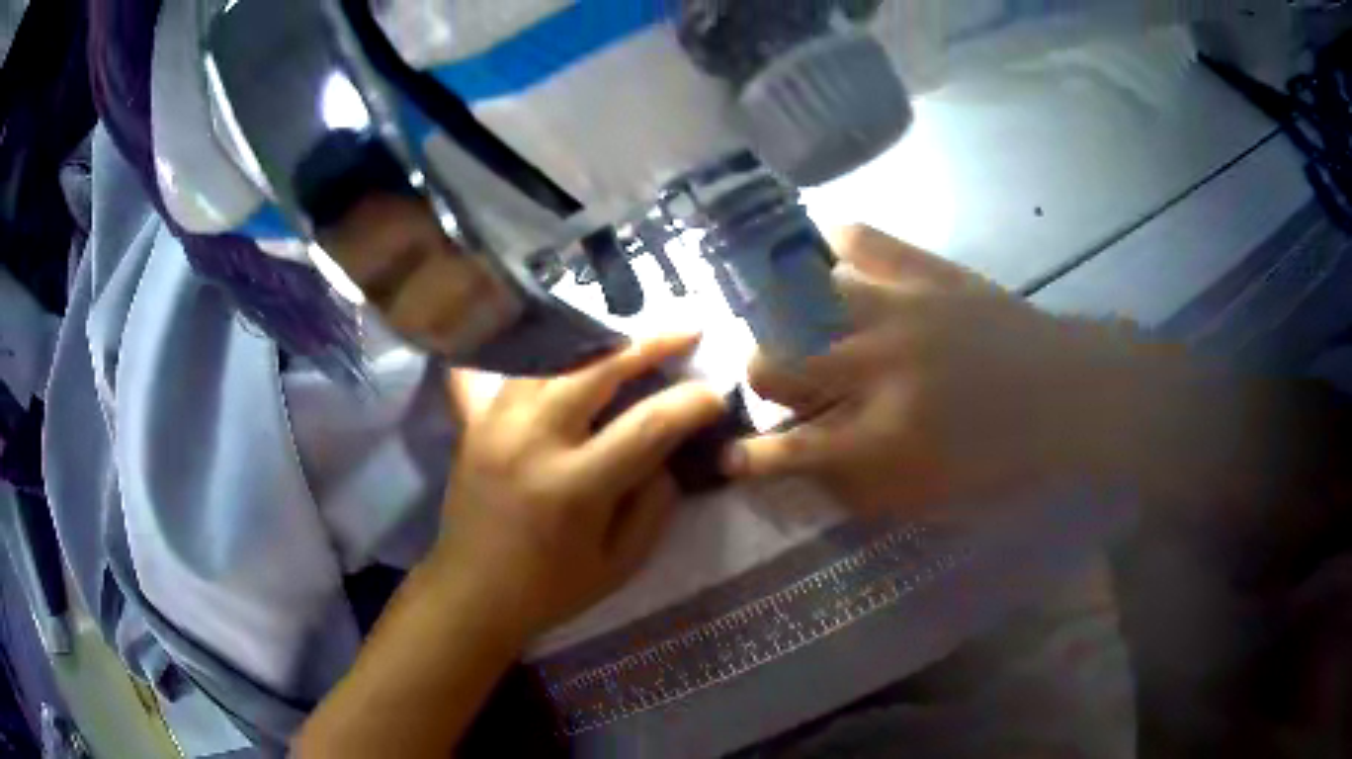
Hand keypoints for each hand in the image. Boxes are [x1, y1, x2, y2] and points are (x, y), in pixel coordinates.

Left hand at [433, 334, 725, 641]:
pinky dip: (533, 352)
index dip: (692, 403)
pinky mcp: (471, 421)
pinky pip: (502, 369)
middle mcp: (532, 441)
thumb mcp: (621, 563)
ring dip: (598, 343)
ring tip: (630, 338)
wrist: (472, 594)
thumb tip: (666, 451)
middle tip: (686, 332)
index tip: (715, 396)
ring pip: (551, 357)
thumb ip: (654, 504)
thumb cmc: (551, 590)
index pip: (648, 424)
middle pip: (597, 370)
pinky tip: (554, 343)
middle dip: (650, 345)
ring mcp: (495, 424)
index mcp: (574, 486)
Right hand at [723, 225, 1161, 518]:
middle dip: (759, 377)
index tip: (729, 455)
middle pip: (778, 360)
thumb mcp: (930, 497)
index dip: (750, 457)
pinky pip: (861, 237)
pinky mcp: (926, 269)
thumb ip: (858, 488)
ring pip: (803, 297)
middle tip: (774, 383)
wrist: (1071, 395)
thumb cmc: (1005, 458)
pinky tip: (828, 260)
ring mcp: (901, 308)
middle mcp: (878, 366)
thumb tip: (803, 469)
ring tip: (789, 320)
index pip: (790, 450)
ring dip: (785, 316)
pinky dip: (834, 245)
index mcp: (884, 436)